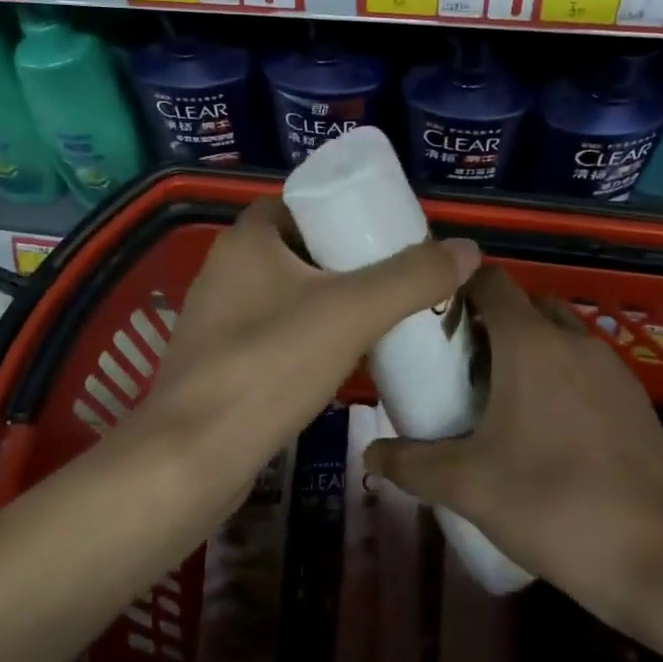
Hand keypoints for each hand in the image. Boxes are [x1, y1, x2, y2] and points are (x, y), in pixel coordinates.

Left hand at [141, 196, 479, 492]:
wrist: (193, 457)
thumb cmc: (270, 366)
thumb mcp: (352, 313)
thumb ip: (411, 278)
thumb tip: (468, 248)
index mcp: (246, 240)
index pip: (299, 204)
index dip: (343, 212)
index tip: (386, 234)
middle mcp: (224, 270)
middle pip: (296, 249)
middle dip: (345, 261)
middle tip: (395, 279)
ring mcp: (216, 319)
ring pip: (285, 294)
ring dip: (328, 302)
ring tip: (380, 318)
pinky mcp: (218, 362)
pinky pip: (273, 333)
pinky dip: (307, 337)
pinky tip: (341, 361)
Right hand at [365, 264, 662, 608]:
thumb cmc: (553, 504)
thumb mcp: (468, 486)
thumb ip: (410, 464)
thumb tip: (369, 456)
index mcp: (531, 343)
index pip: (490, 281)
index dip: (457, 288)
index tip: (430, 318)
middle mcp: (575, 341)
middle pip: (526, 305)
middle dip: (491, 322)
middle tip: (458, 363)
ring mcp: (613, 370)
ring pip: (560, 337)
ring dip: (528, 350)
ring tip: (498, 398)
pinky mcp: (638, 402)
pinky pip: (587, 369)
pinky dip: (561, 378)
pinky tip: (546, 430)